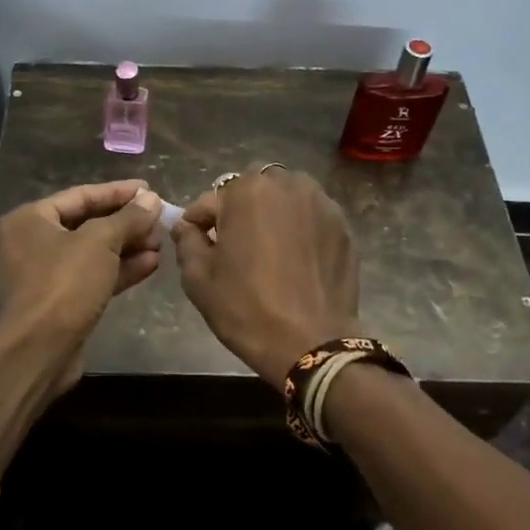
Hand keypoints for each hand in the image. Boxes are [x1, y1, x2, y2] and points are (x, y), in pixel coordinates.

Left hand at [0, 180, 164, 395]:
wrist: (39, 351)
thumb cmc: (64, 284)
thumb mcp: (100, 242)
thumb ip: (128, 218)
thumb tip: (152, 199)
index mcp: (30, 219)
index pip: (81, 195)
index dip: (118, 192)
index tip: (150, 189)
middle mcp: (33, 242)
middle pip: (88, 223)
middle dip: (126, 223)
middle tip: (159, 219)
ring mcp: (46, 274)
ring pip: (94, 252)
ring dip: (128, 247)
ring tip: (161, 242)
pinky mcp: (62, 301)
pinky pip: (94, 276)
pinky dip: (120, 270)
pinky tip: (152, 264)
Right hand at [170, 167, 360, 388]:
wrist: (311, 344)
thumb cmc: (246, 308)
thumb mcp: (198, 278)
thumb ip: (187, 241)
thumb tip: (187, 226)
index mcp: (247, 190)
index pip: (211, 201)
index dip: (199, 224)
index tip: (197, 244)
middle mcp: (287, 185)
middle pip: (252, 192)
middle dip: (239, 212)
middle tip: (235, 247)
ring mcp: (321, 203)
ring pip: (285, 199)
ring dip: (272, 215)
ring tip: (268, 250)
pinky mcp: (342, 225)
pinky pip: (311, 217)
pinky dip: (299, 229)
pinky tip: (295, 259)